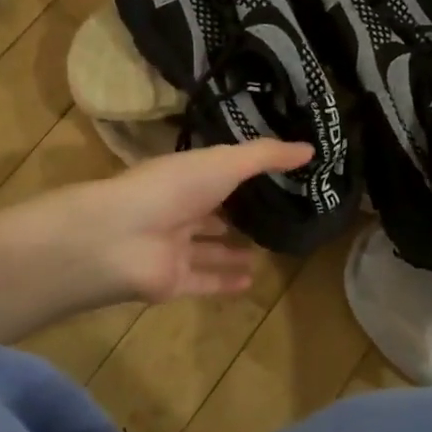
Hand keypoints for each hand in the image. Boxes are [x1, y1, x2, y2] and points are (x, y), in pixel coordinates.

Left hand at [56, 139, 311, 306]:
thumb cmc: (172, 189)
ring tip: (265, 252)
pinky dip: (225, 283)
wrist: (121, 239)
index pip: (214, 173)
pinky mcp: (172, 282)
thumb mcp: (224, 162)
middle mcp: (176, 209)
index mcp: (184, 177)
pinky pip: (203, 282)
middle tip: (272, 218)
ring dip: (231, 251)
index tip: (273, 176)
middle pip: (209, 213)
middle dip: (234, 215)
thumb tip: (310, 148)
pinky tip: (252, 282)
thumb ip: (265, 156)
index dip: (239, 174)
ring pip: (206, 250)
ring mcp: (172, 247)